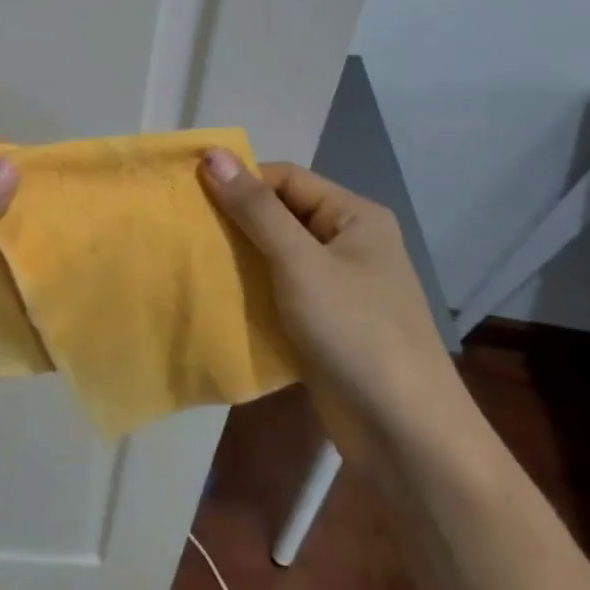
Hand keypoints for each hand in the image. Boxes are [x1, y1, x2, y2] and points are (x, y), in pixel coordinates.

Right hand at [199, 151, 463, 448]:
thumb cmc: (355, 332)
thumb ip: (256, 209)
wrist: (405, 435)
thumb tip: (213, 153)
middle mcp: (348, 243)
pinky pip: (281, 293)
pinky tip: (216, 298)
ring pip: (277, 257)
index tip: (189, 196)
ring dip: (239, 259)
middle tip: (183, 229)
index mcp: (354, 216)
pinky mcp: (326, 325)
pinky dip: (252, 292)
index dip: (240, 182)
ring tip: (190, 260)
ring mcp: (338, 287)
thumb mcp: (300, 263)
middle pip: (281, 216)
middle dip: (235, 221)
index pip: (286, 179)